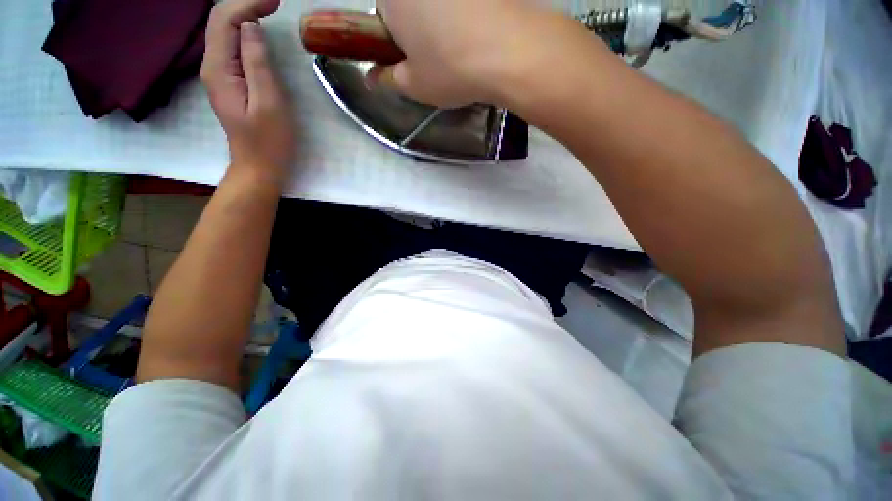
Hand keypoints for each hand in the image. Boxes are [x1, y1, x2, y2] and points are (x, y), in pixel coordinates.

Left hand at [201, 0, 295, 181]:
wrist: (258, 167)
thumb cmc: (269, 141)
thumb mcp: (270, 103)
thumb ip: (258, 63)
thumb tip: (252, 27)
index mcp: (219, 69)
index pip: (225, 20)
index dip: (248, 4)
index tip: (276, 1)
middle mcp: (212, 66)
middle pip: (220, 21)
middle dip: (245, 5)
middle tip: (274, 2)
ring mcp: (219, 74)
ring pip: (224, 32)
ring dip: (244, 15)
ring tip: (268, 9)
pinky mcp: (229, 82)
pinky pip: (231, 47)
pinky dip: (244, 32)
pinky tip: (257, 30)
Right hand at [374, 0, 547, 107]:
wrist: (510, 52)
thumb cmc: (450, 69)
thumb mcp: (413, 85)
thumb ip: (387, 79)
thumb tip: (371, 78)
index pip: (382, 14)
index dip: (394, 39)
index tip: (409, 59)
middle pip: (411, 3)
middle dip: (417, 26)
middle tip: (436, 57)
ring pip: (440, 3)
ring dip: (444, 19)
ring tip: (462, 48)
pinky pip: (467, 4)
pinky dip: (468, 15)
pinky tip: (480, 36)